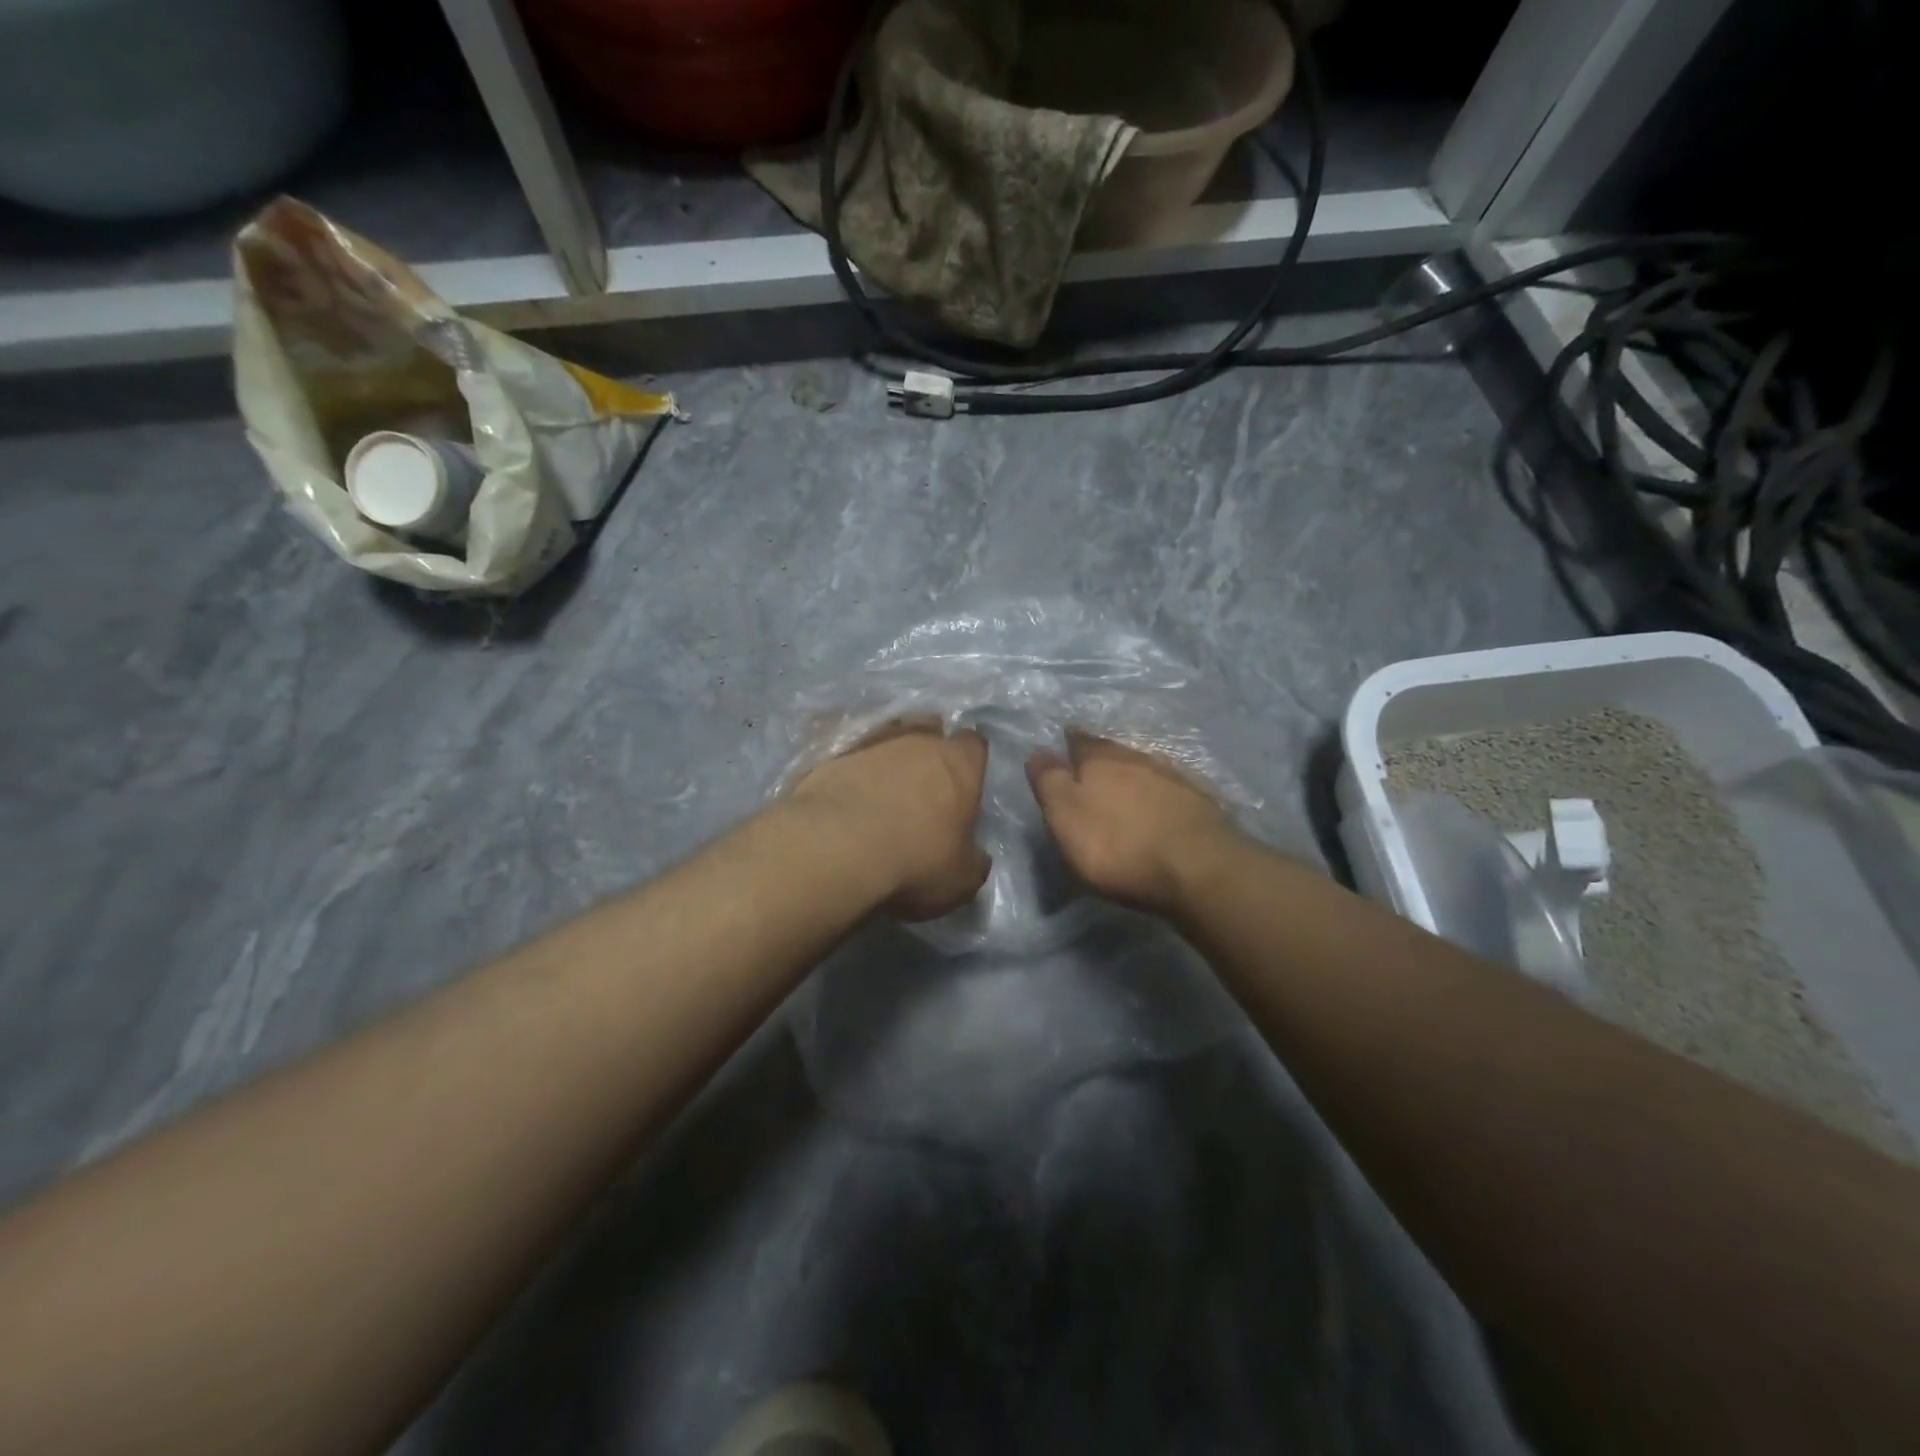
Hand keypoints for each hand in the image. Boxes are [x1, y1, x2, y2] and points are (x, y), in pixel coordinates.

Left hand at [789, 720, 990, 920]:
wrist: (835, 848)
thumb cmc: (915, 860)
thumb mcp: (961, 879)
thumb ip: (973, 860)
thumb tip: (974, 855)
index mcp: (959, 763)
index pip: (974, 745)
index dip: (970, 763)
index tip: (964, 785)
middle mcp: (918, 740)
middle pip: (929, 729)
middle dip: (928, 748)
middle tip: (923, 783)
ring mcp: (870, 741)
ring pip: (887, 735)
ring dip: (887, 756)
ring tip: (880, 787)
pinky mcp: (829, 754)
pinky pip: (848, 753)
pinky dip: (851, 768)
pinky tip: (846, 793)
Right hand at [1027, 732, 1244, 915]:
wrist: (1198, 868)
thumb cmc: (1118, 844)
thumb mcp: (1066, 815)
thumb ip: (1049, 781)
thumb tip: (1037, 751)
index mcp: (1100, 761)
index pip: (1080, 742)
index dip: (1070, 742)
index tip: (1065, 739)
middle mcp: (1137, 759)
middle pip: (1113, 751)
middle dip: (1101, 755)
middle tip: (1091, 763)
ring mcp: (1173, 779)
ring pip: (1144, 767)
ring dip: (1132, 773)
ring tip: (1123, 782)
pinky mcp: (1200, 803)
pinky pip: (1171, 789)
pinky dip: (1159, 793)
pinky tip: (1159, 803)